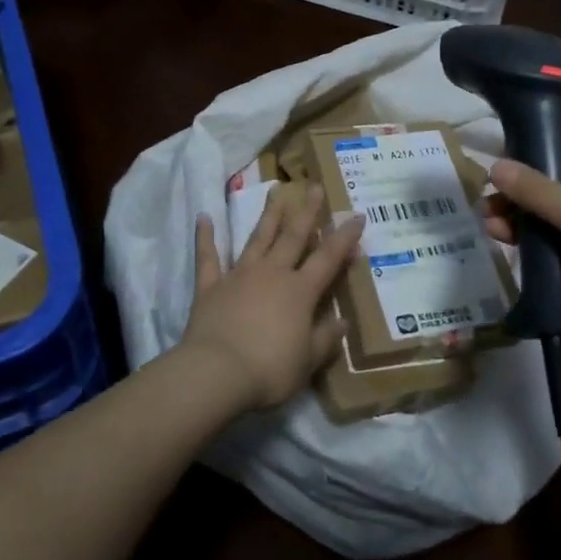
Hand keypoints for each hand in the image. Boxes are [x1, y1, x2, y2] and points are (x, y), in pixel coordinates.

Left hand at [181, 182, 364, 411]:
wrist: (217, 372)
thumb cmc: (270, 369)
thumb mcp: (308, 361)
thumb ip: (325, 338)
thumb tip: (342, 322)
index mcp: (300, 292)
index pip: (328, 258)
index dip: (344, 237)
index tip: (356, 216)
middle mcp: (272, 274)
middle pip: (293, 236)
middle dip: (307, 211)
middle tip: (314, 186)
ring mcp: (239, 276)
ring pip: (258, 239)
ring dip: (268, 215)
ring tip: (274, 191)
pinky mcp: (210, 287)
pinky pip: (208, 258)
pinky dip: (205, 237)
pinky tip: (204, 217)